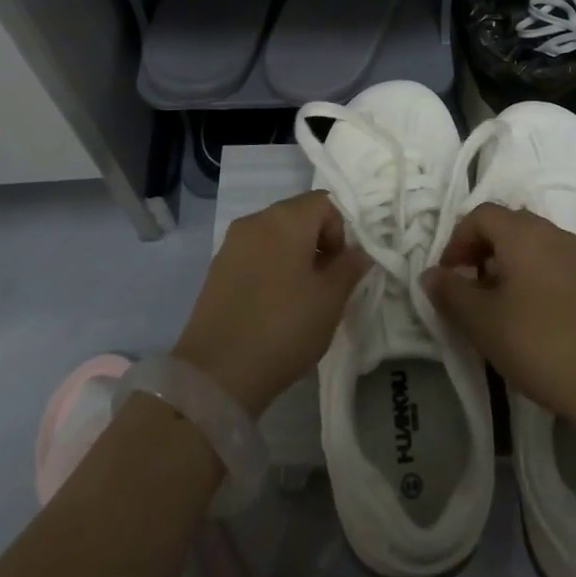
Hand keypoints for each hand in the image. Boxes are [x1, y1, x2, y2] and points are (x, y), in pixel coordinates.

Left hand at [172, 191, 369, 416]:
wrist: (217, 374)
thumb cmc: (284, 328)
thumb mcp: (330, 300)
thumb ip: (350, 267)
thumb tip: (359, 251)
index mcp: (286, 219)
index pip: (326, 202)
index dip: (341, 231)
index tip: (340, 268)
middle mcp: (256, 220)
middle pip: (299, 216)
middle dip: (318, 243)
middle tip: (324, 284)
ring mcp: (232, 243)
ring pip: (276, 236)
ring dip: (294, 256)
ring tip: (299, 298)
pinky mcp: (216, 268)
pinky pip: (254, 254)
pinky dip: (270, 268)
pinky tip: (272, 305)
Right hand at [422, 203, 575, 424]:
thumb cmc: (537, 343)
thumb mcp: (481, 321)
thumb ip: (450, 292)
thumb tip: (430, 274)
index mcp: (523, 234)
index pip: (482, 215)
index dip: (458, 239)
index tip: (449, 275)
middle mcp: (555, 233)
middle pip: (511, 225)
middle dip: (485, 248)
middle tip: (472, 286)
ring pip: (538, 244)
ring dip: (514, 262)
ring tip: (504, 303)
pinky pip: (562, 264)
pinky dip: (542, 276)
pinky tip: (541, 315)